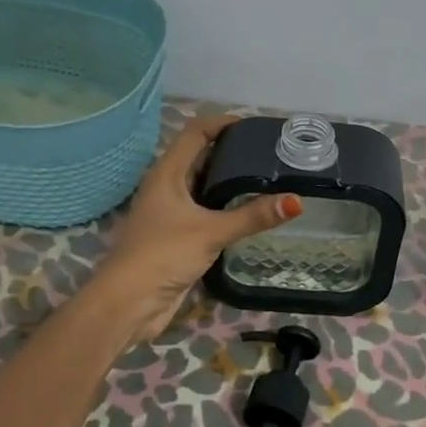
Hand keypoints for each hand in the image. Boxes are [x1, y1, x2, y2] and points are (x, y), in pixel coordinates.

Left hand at [91, 116, 300, 341]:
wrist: (129, 303)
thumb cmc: (163, 255)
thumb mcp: (211, 231)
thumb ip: (253, 216)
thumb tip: (296, 201)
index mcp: (167, 173)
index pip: (195, 132)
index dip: (222, 123)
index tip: (255, 127)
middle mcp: (166, 186)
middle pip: (200, 156)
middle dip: (231, 151)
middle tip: (268, 153)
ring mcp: (170, 212)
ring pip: (202, 185)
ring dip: (228, 180)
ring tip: (266, 178)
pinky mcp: (176, 235)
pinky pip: (204, 211)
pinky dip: (224, 206)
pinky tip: (248, 212)